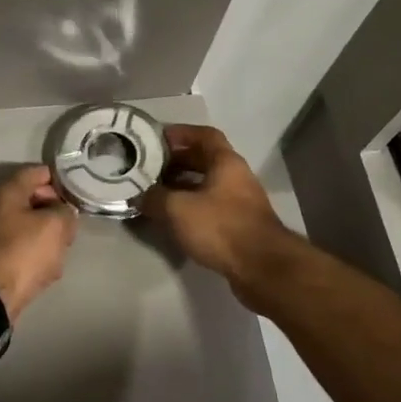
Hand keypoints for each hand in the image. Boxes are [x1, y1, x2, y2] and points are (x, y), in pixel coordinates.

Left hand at [0, 164, 78, 321]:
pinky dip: (37, 256)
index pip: (38, 172)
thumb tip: (63, 212)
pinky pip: (23, 249)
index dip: (61, 179)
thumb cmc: (21, 252)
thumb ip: (65, 212)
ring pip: (30, 227)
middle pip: (34, 200)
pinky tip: (49, 269)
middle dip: (56, 211)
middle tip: (72, 226)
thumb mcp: (54, 226)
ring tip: (62, 250)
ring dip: (48, 237)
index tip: (79, 192)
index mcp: (7, 191)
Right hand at [141, 125, 290, 281]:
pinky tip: (174, 219)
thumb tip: (139, 196)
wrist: (261, 268)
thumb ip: (155, 198)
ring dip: (183, 186)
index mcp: (226, 162)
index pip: (204, 135)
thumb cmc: (220, 227)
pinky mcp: (240, 225)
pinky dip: (192, 207)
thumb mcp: (178, 209)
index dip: (181, 133)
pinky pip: (211, 207)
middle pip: (204, 160)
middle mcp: (237, 177)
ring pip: (207, 185)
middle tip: (150, 167)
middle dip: (177, 161)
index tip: (158, 139)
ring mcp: (241, 202)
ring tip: (156, 193)